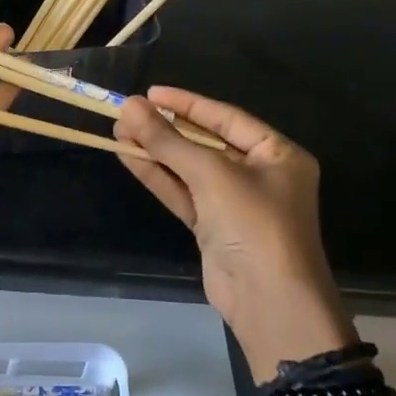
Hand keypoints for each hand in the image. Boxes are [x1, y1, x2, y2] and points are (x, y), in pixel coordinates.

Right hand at [114, 88, 352, 375]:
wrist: (269, 303)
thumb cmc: (254, 224)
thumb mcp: (211, 174)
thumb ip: (167, 140)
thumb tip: (129, 105)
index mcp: (277, 154)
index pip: (226, 117)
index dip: (187, 103)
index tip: (151, 92)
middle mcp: (260, 174)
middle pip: (205, 142)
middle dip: (166, 128)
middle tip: (127, 112)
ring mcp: (235, 204)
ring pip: (189, 168)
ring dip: (155, 151)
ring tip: (117, 130)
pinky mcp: (214, 228)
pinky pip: (183, 193)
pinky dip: (158, 176)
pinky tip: (128, 156)